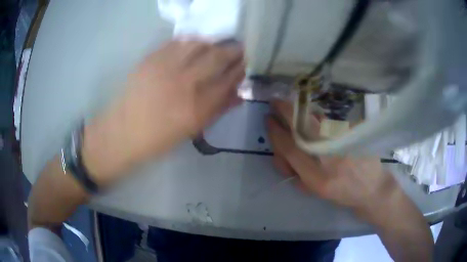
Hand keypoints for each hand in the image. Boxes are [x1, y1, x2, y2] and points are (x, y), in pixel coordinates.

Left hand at [82, 40, 244, 185]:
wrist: (124, 132)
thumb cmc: (159, 138)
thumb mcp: (193, 129)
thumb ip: (219, 109)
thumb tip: (240, 93)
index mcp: (198, 106)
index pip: (230, 78)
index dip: (241, 68)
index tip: (246, 63)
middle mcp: (185, 82)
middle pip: (218, 56)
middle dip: (233, 50)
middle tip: (238, 49)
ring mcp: (166, 67)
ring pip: (199, 44)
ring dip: (212, 43)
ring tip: (215, 46)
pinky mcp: (151, 59)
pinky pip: (177, 42)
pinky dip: (190, 42)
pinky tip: (193, 46)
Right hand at [267, 100, 398, 217]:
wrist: (372, 189)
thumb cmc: (341, 194)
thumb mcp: (315, 191)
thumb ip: (296, 172)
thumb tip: (281, 149)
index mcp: (318, 179)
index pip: (290, 149)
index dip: (276, 132)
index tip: (269, 119)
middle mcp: (331, 158)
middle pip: (303, 127)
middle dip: (285, 110)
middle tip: (275, 102)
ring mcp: (345, 142)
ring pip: (317, 119)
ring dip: (302, 111)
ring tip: (294, 109)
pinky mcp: (355, 132)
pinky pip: (331, 120)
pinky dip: (320, 118)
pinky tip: (319, 122)